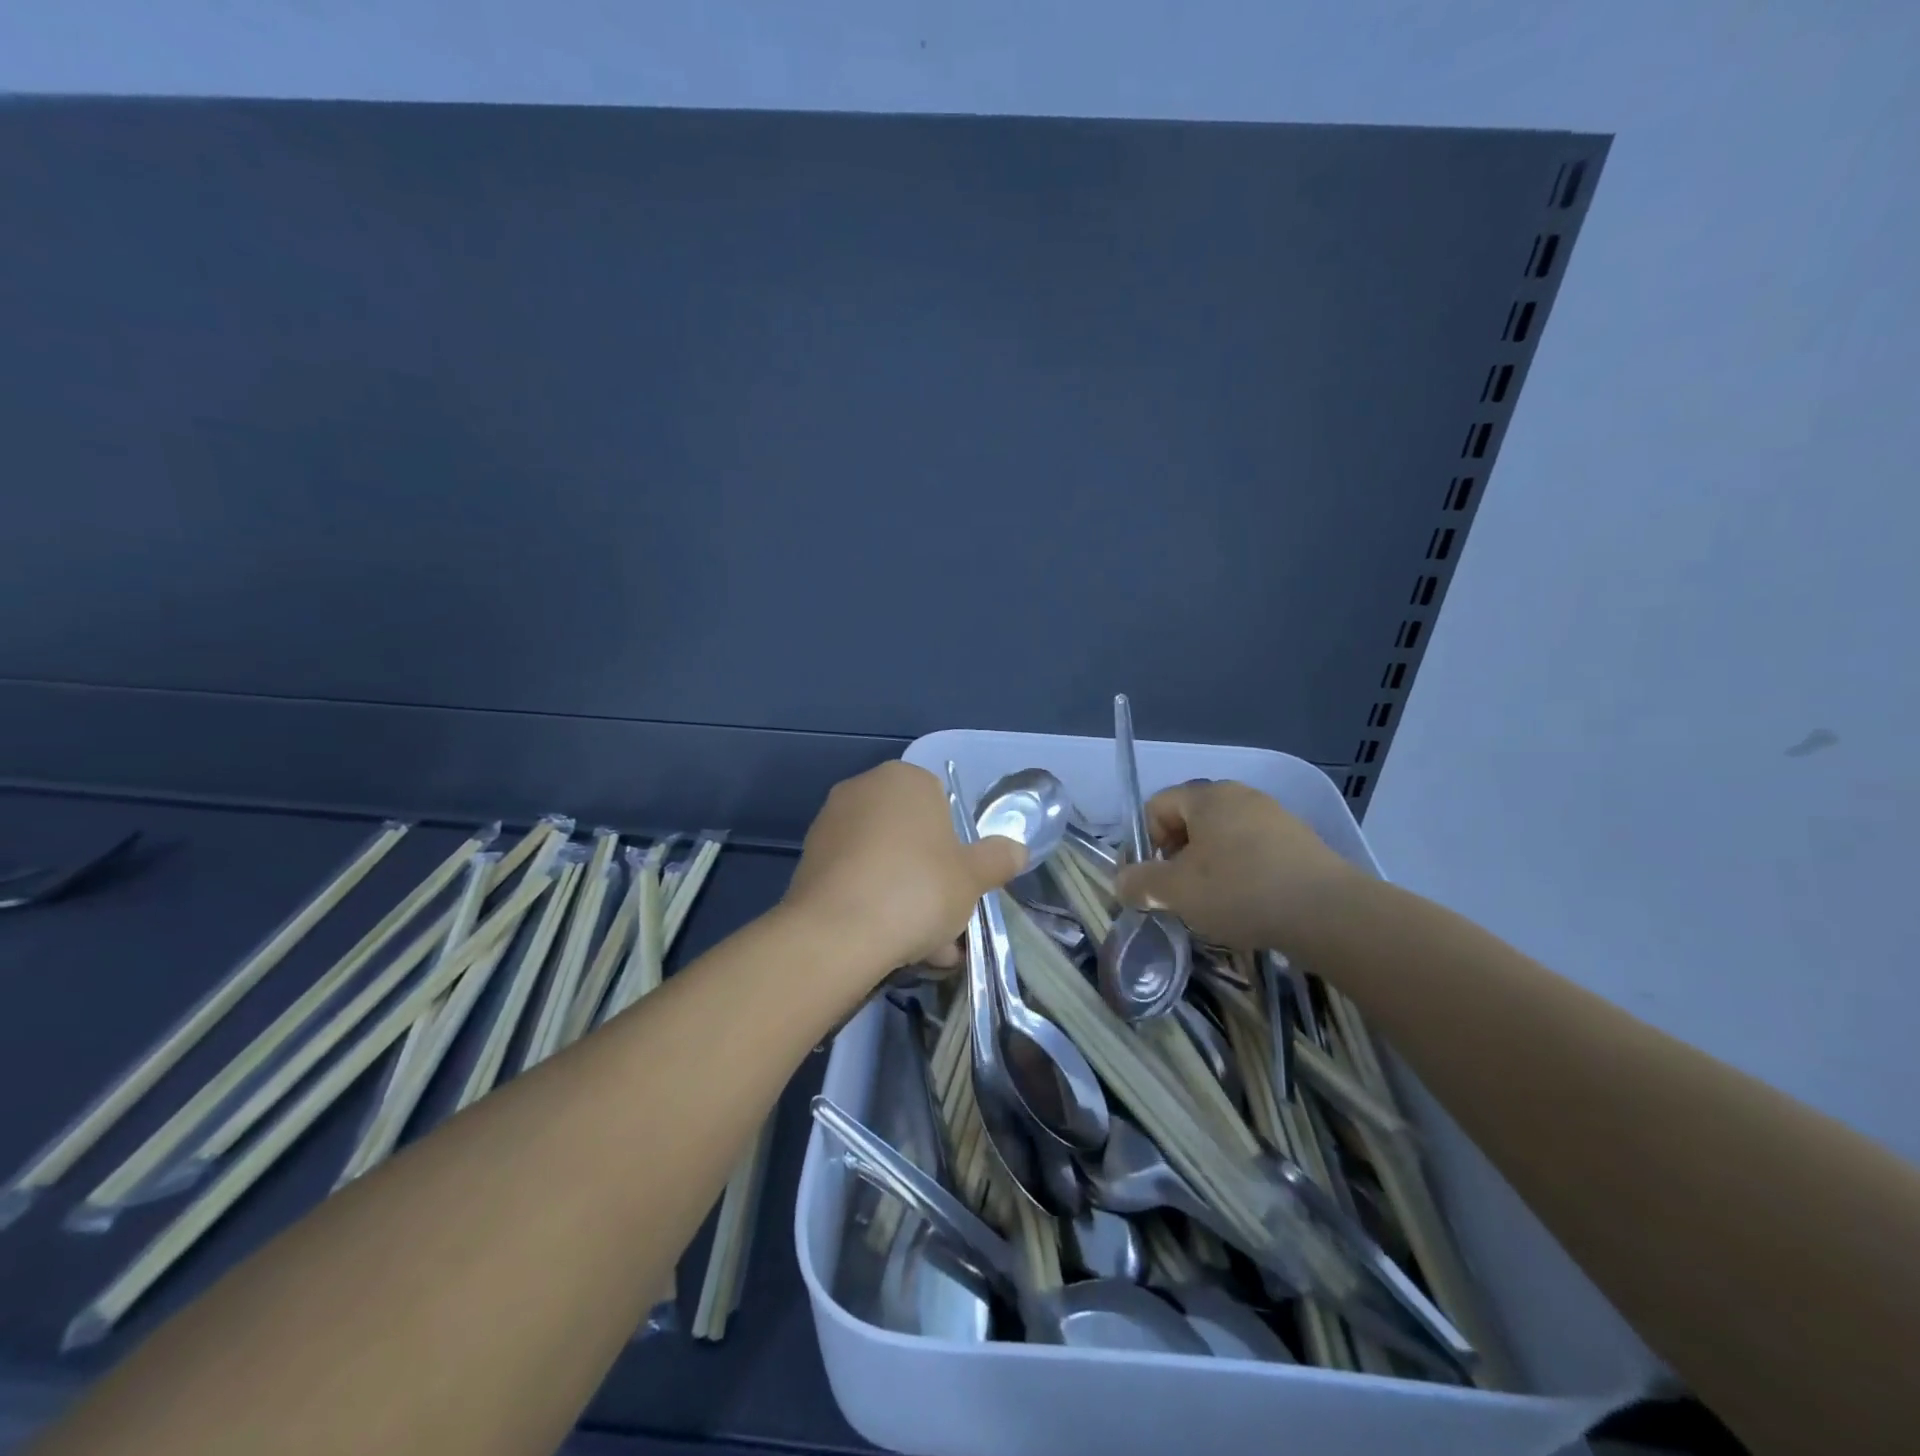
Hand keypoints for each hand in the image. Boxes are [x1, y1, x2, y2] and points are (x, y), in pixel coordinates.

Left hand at [783, 761, 1026, 980]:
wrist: (837, 933)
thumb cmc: (918, 889)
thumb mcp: (973, 877)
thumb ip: (997, 859)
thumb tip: (1018, 849)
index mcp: (905, 779)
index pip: (941, 802)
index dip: (956, 844)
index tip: (962, 882)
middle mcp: (863, 790)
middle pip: (911, 836)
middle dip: (931, 879)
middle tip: (948, 922)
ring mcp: (831, 825)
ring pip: (884, 863)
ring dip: (906, 899)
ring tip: (924, 949)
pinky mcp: (809, 862)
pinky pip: (856, 880)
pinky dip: (874, 906)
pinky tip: (890, 946)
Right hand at [1113, 780, 1356, 952]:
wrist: (1329, 913)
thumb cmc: (1240, 890)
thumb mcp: (1176, 891)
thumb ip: (1140, 884)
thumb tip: (1122, 883)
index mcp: (1207, 797)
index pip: (1156, 806)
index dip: (1144, 843)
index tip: (1149, 881)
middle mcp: (1240, 796)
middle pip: (1190, 822)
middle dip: (1176, 858)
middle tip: (1179, 894)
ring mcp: (1274, 817)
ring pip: (1223, 840)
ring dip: (1208, 869)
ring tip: (1214, 905)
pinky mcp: (1300, 843)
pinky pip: (1254, 853)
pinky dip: (1242, 875)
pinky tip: (1249, 906)